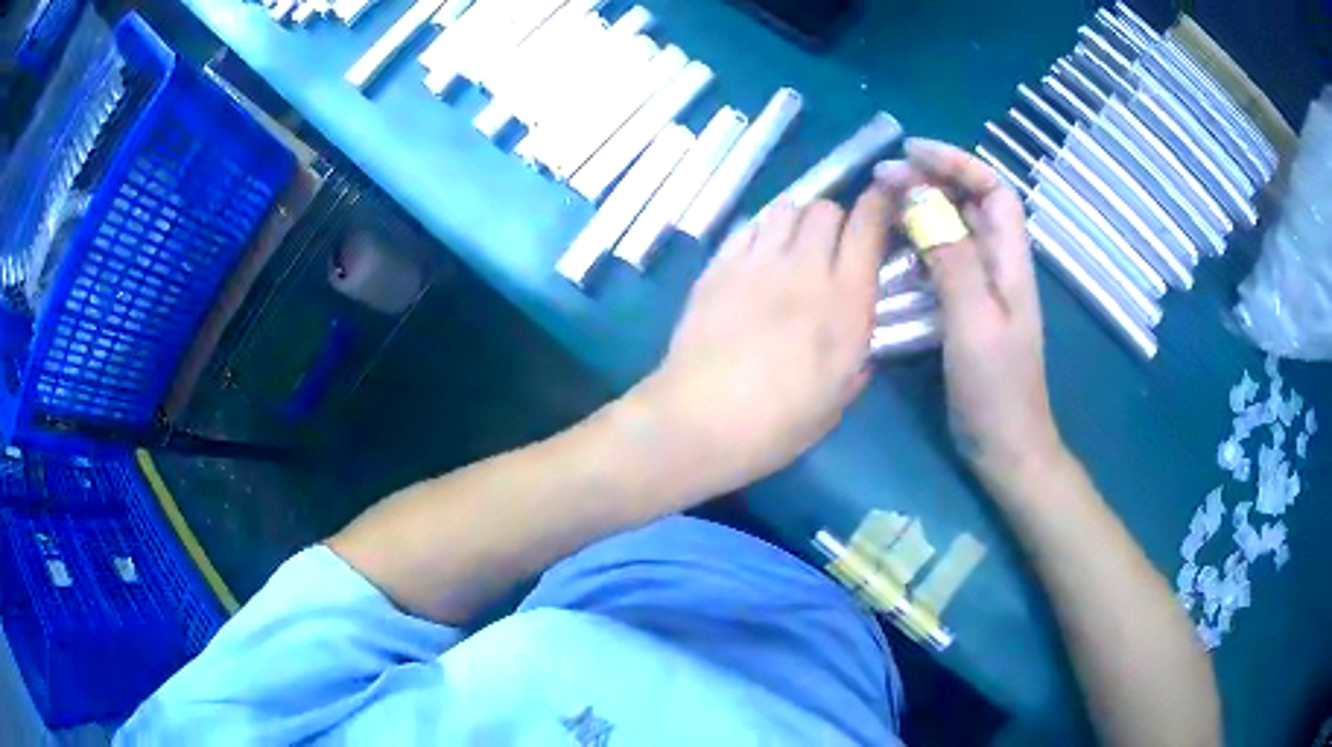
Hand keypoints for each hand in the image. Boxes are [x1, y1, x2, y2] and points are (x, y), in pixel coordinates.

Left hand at [628, 191, 890, 498]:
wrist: (701, 421)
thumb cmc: (777, 425)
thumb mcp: (837, 400)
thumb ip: (856, 359)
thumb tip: (856, 338)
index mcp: (845, 302)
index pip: (867, 226)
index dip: (879, 205)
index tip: (882, 204)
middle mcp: (805, 269)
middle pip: (825, 208)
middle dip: (835, 219)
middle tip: (831, 246)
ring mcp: (757, 263)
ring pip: (785, 208)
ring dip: (797, 221)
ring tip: (793, 247)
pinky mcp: (718, 267)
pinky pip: (747, 227)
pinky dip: (761, 232)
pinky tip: (758, 256)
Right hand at [875, 139, 1064, 485]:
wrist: (1006, 446)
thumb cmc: (996, 388)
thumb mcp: (974, 320)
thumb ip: (950, 256)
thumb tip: (917, 196)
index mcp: (1011, 260)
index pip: (992, 189)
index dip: (956, 162)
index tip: (910, 152)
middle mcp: (1000, 264)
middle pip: (972, 203)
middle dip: (932, 179)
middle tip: (882, 177)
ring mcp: (984, 288)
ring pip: (956, 229)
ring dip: (922, 208)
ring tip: (881, 203)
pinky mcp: (966, 310)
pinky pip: (944, 261)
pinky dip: (918, 244)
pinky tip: (893, 249)